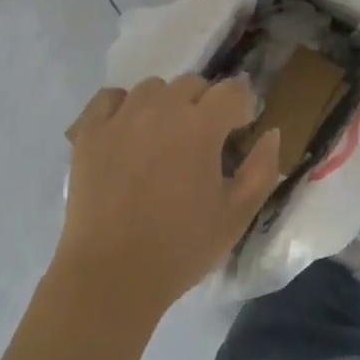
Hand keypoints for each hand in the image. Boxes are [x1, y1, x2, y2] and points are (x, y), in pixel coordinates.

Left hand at [58, 76, 281, 318]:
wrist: (111, 275)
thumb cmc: (182, 248)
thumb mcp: (237, 215)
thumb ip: (262, 169)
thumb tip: (271, 133)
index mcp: (201, 126)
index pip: (232, 90)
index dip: (242, 107)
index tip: (241, 130)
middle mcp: (161, 109)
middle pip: (192, 84)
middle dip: (206, 103)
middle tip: (204, 139)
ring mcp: (120, 118)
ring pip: (152, 87)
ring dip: (167, 103)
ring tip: (165, 136)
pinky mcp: (89, 133)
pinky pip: (110, 98)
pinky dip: (123, 106)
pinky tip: (128, 131)